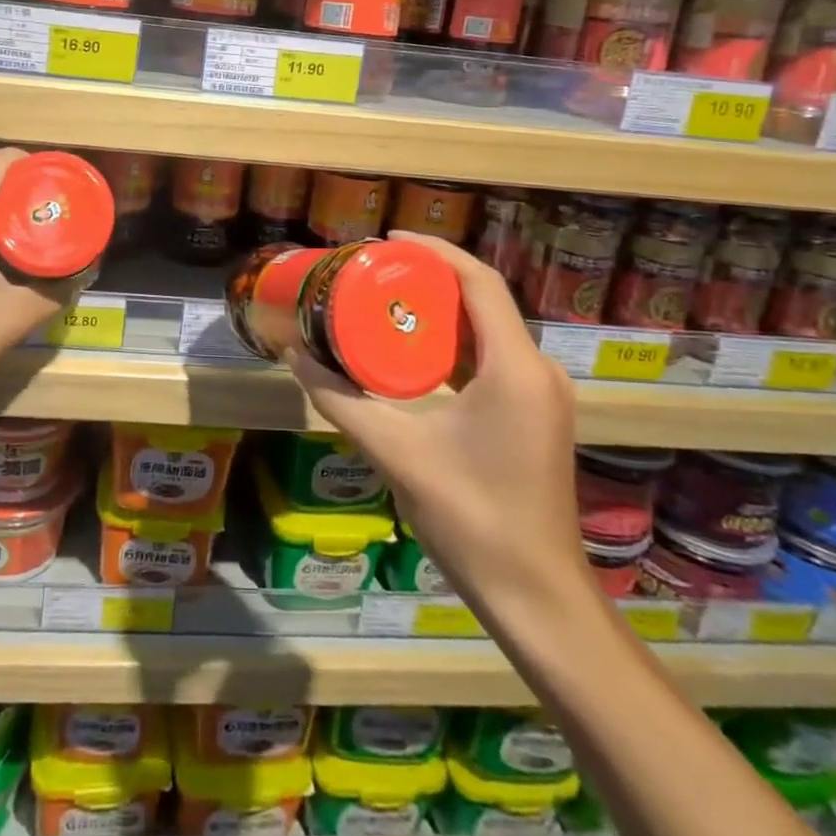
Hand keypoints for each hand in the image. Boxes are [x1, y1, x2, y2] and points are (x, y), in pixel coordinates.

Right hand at [285, 232, 591, 611]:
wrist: (536, 596)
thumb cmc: (471, 517)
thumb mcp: (395, 451)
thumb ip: (339, 400)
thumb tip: (293, 355)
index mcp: (515, 367)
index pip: (479, 282)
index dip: (436, 251)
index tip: (389, 240)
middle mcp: (538, 369)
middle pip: (483, 301)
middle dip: (430, 279)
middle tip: (375, 272)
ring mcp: (542, 394)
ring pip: (489, 330)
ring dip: (441, 311)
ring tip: (386, 301)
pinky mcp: (536, 415)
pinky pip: (494, 358)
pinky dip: (454, 343)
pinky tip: (414, 352)